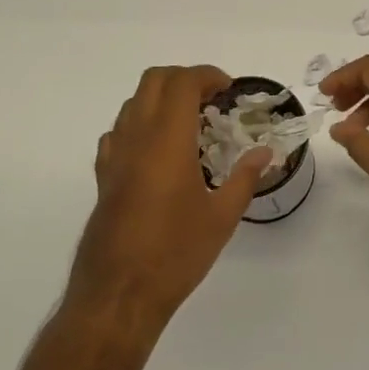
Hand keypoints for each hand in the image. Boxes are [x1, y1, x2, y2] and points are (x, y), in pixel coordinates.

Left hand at [70, 65, 271, 335]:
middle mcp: (137, 137)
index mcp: (168, 140)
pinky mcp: (103, 176)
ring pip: (133, 102)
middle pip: (154, 80)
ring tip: (188, 123)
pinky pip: (118, 131)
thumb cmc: (175, 253)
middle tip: (211, 99)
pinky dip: (140, 124)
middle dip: (184, 78)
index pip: (183, 83)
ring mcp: (115, 155)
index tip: (228, 89)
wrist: (119, 294)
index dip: (207, 76)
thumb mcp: (222, 217)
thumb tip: (265, 153)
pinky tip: (157, 151)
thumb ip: (245, 178)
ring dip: (161, 99)